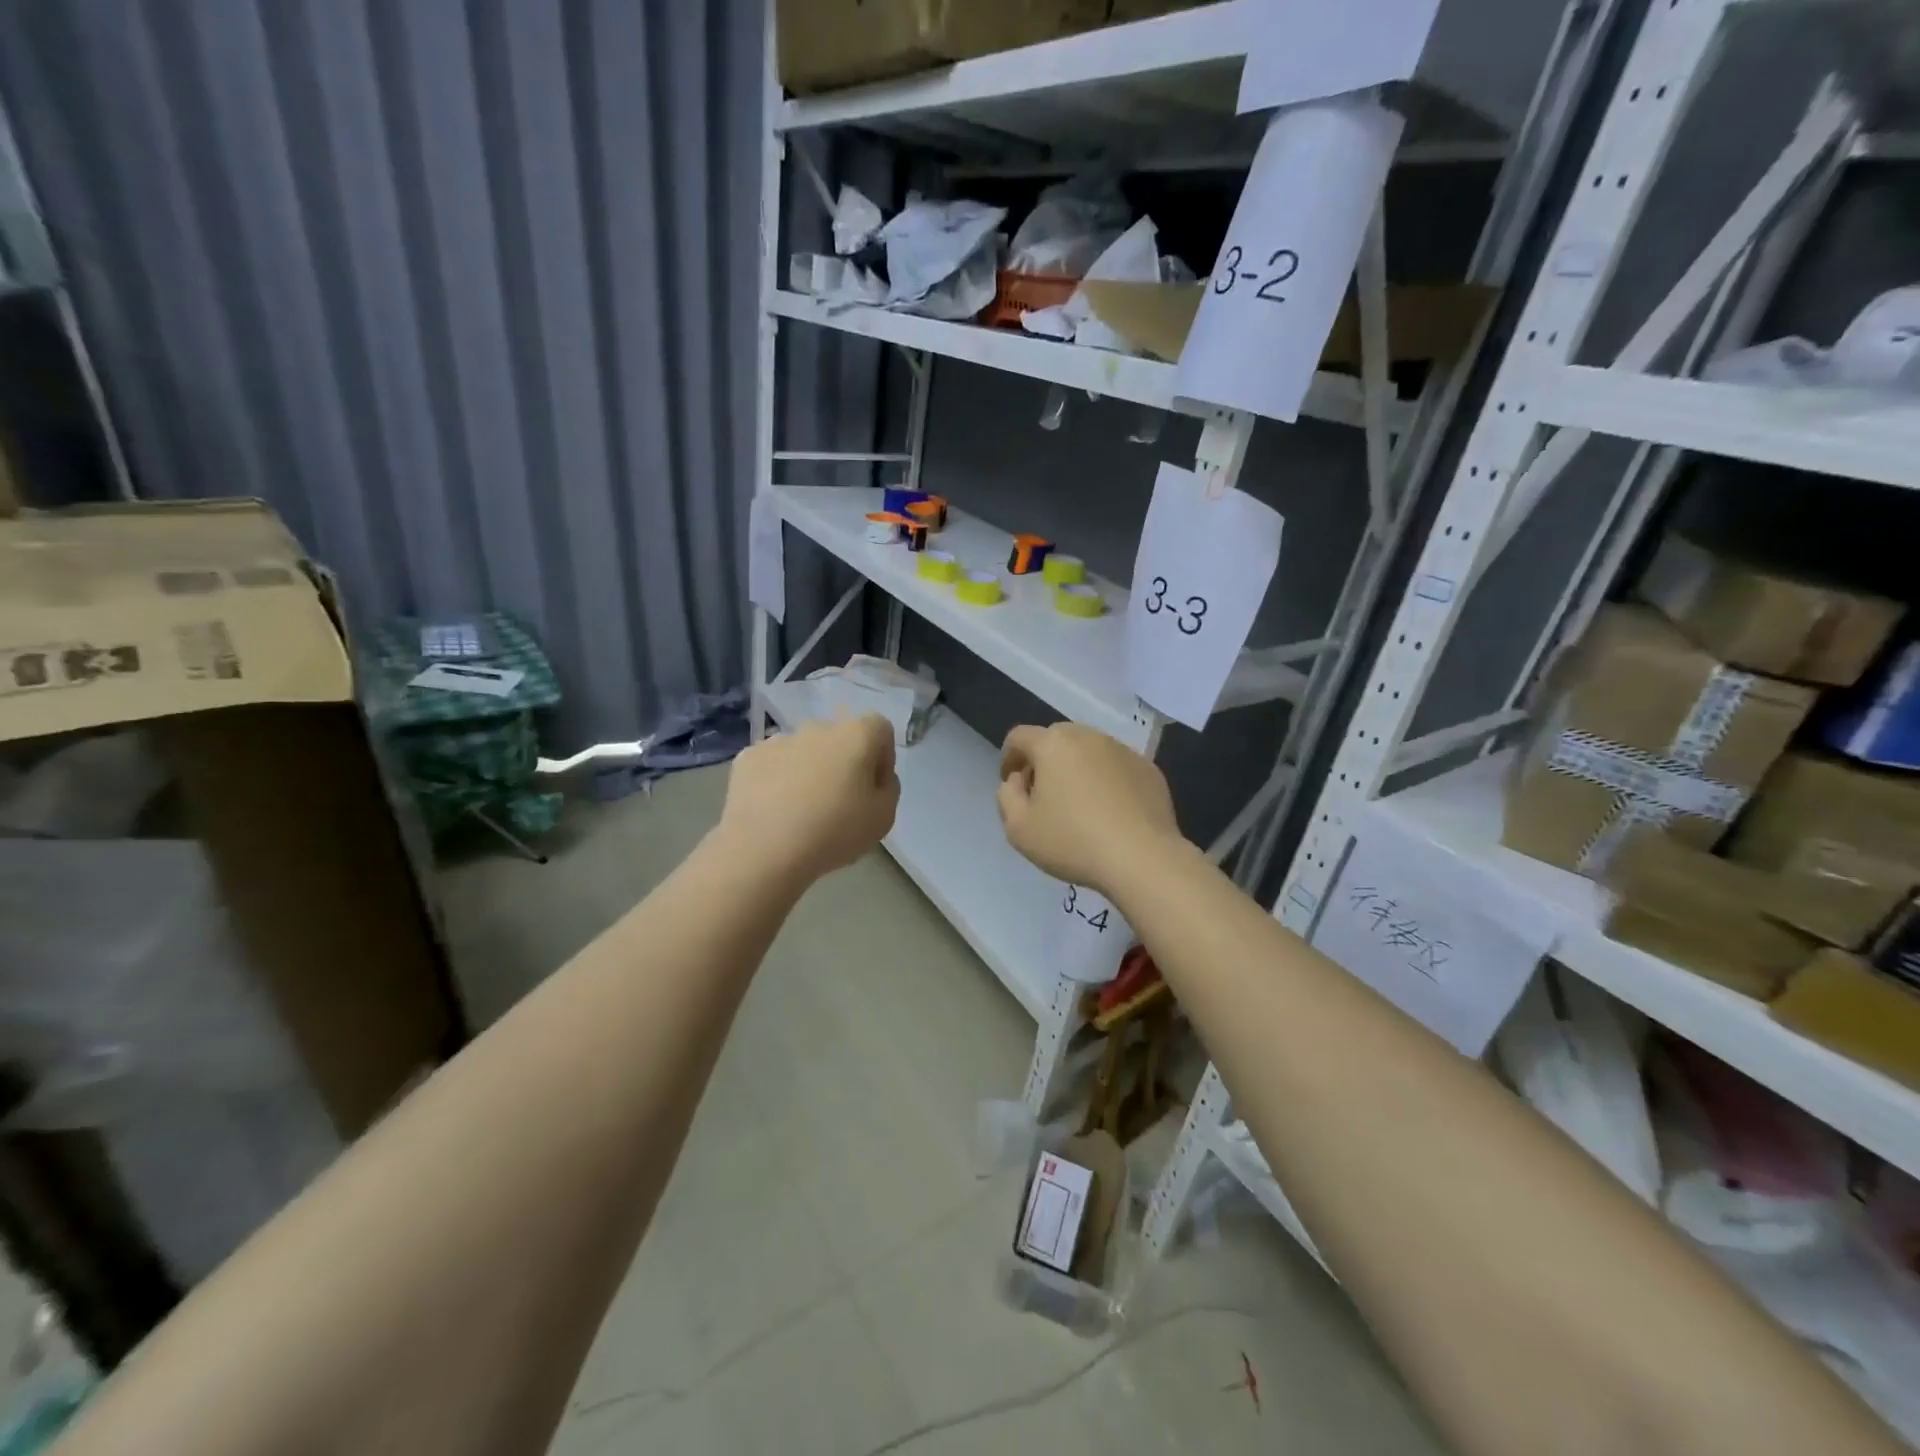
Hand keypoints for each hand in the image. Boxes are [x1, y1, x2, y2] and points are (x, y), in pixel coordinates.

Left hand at [718, 716, 898, 883]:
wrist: (763, 849)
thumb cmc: (834, 831)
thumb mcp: (884, 818)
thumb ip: (888, 788)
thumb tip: (876, 777)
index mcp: (856, 735)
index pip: (880, 729)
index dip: (882, 757)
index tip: (874, 788)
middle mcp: (817, 727)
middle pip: (839, 738)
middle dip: (843, 763)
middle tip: (840, 802)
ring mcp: (778, 740)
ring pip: (804, 751)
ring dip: (809, 770)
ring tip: (802, 811)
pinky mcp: (748, 758)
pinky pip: (772, 765)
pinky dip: (777, 781)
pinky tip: (774, 811)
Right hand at [996, 723, 1181, 898]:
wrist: (1142, 858)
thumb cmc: (1072, 841)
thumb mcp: (1019, 828)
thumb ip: (1007, 796)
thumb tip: (1019, 780)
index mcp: (1053, 744)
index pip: (1019, 737)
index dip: (1009, 757)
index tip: (1012, 784)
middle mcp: (1088, 736)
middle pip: (1057, 739)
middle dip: (1044, 760)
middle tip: (1043, 794)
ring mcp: (1123, 750)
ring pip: (1090, 751)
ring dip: (1077, 768)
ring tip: (1079, 804)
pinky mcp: (1149, 769)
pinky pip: (1117, 767)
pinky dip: (1107, 780)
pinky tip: (1110, 812)